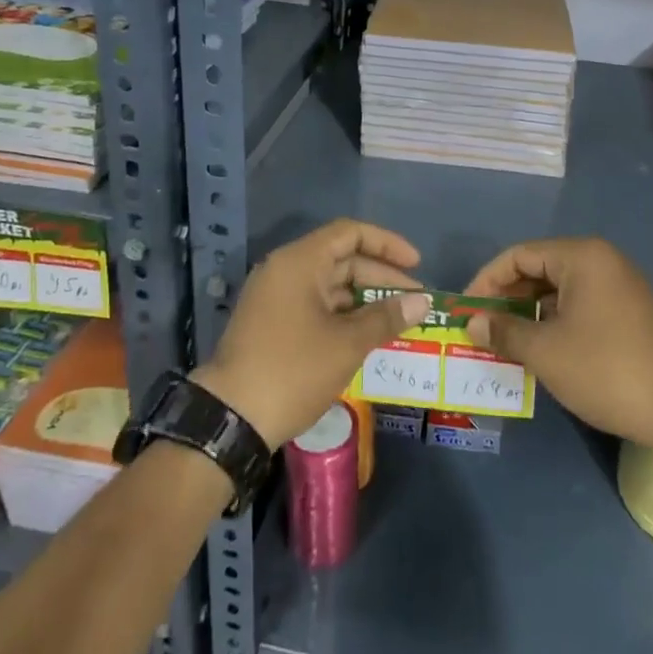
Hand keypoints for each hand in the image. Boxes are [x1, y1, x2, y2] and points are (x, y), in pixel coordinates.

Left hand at [193, 219, 430, 448]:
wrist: (230, 420)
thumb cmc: (292, 370)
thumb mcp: (346, 344)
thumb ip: (386, 317)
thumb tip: (423, 302)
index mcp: (300, 261)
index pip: (351, 233)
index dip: (387, 245)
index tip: (416, 265)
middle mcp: (285, 270)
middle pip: (341, 258)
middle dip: (381, 276)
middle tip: (414, 300)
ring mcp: (275, 296)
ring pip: (329, 284)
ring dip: (364, 298)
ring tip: (397, 318)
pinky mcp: (272, 322)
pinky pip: (315, 304)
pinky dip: (343, 313)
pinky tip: (367, 334)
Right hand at [464, 237, 652, 451]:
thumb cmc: (605, 371)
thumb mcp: (545, 351)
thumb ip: (504, 330)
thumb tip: (473, 322)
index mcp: (583, 256)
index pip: (520, 255)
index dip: (487, 281)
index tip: (466, 310)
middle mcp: (604, 260)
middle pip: (541, 268)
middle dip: (508, 297)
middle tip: (483, 327)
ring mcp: (623, 285)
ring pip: (561, 289)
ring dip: (531, 311)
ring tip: (507, 341)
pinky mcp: (633, 311)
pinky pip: (583, 304)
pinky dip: (557, 320)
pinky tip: (543, 347)